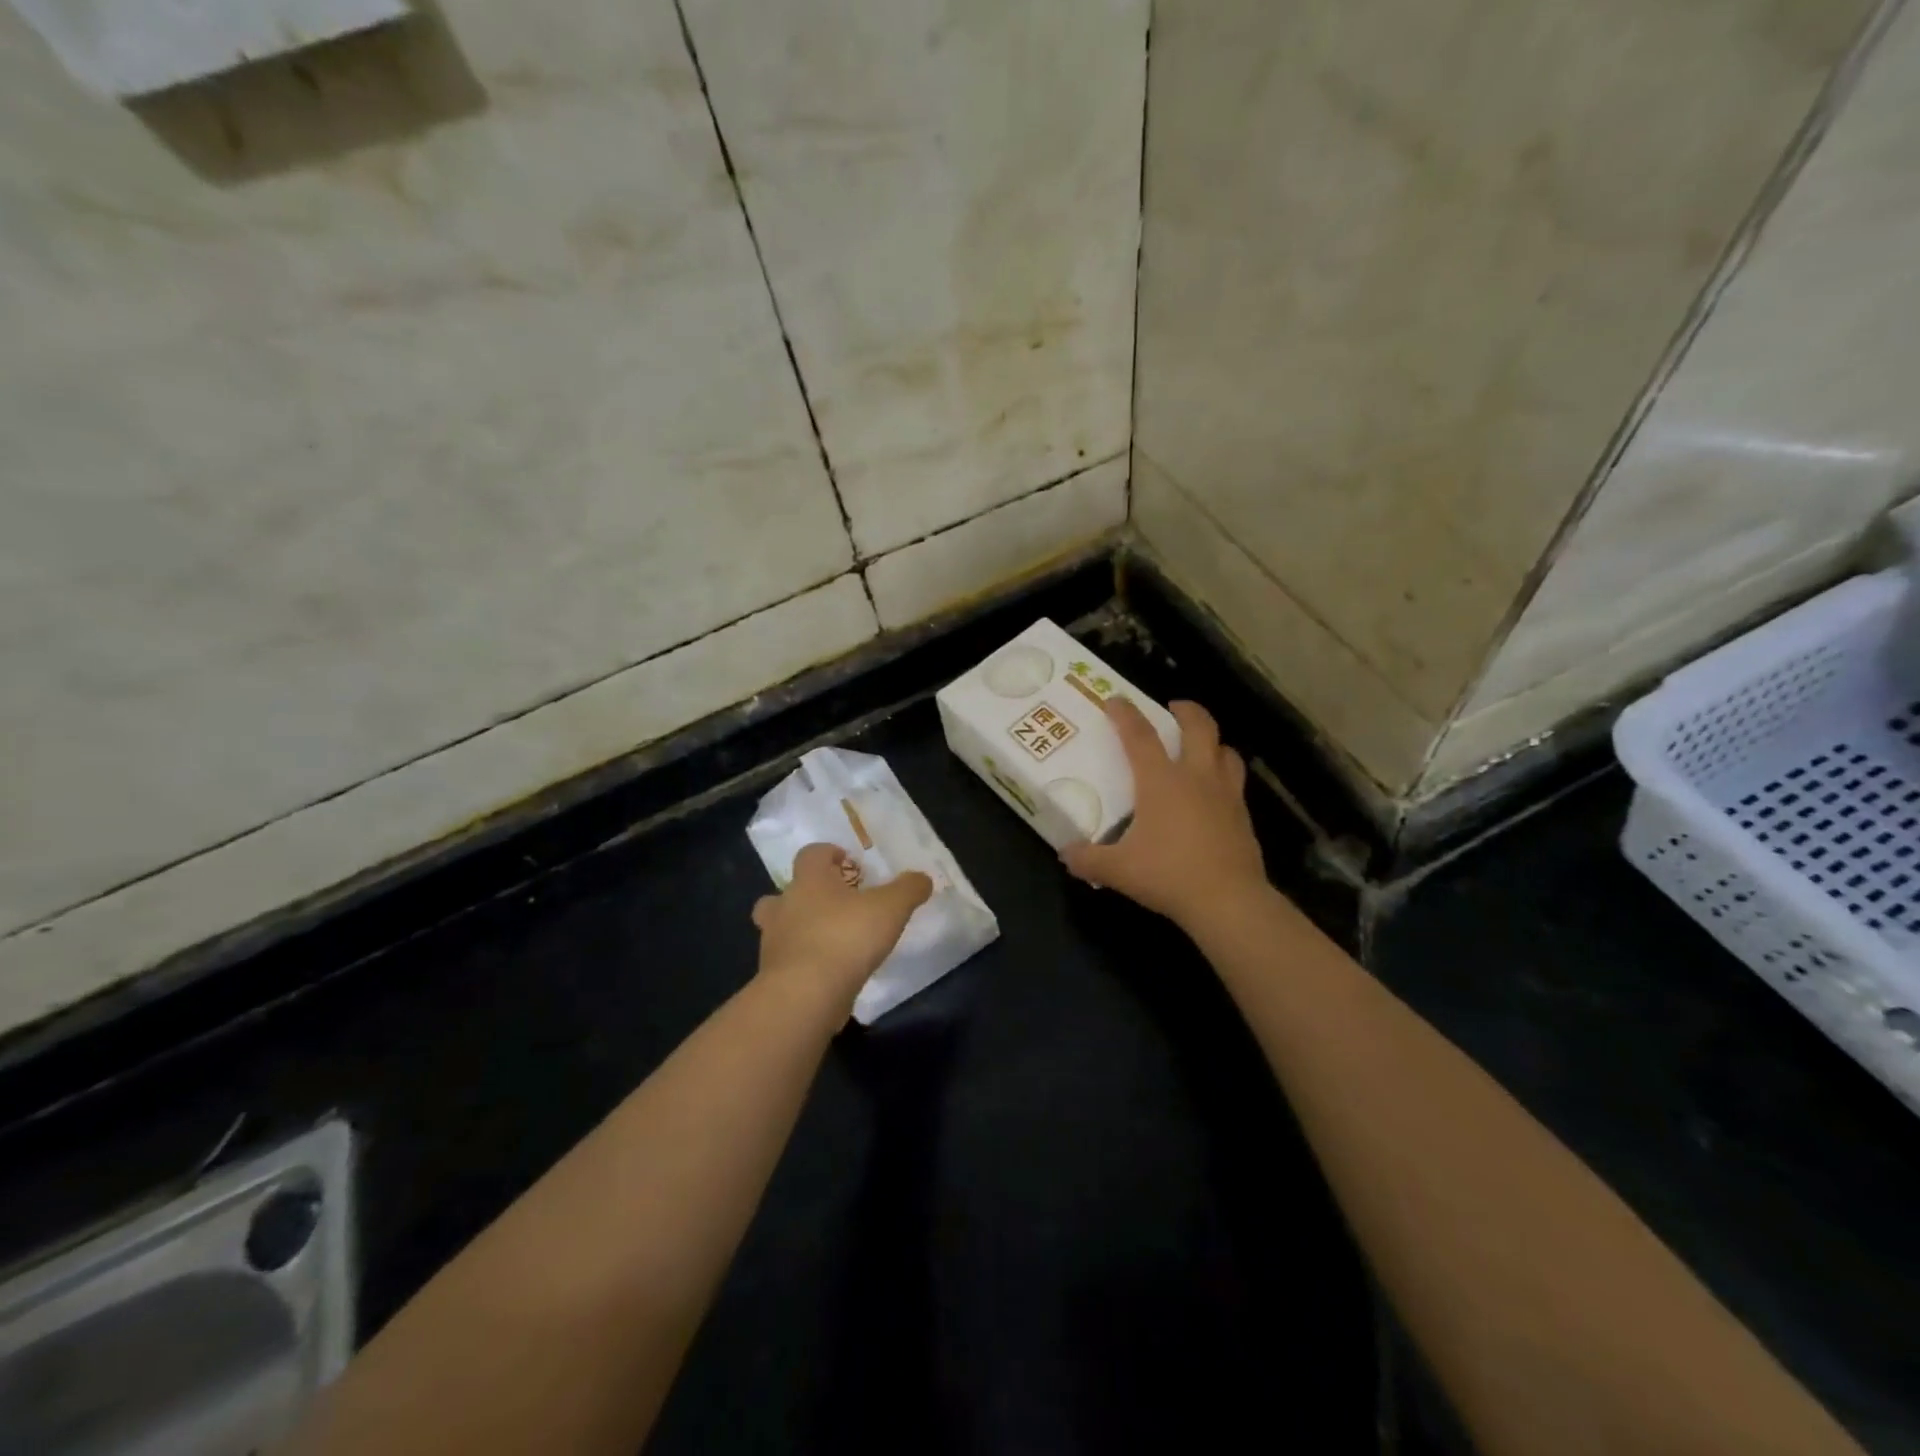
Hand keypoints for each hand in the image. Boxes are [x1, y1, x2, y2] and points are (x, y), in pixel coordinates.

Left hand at [752, 843, 932, 1003]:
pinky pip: (788, 960)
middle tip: (836, 905)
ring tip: (832, 940)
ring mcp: (774, 942)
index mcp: (809, 880)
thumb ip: (908, 889)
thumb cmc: (846, 938)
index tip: (850, 865)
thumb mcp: (891, 908)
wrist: (805, 995)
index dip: (830, 854)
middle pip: (787, 890)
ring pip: (781, 927)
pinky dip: (805, 962)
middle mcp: (785, 905)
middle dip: (808, 894)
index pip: (812, 853)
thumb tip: (922, 878)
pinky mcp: (774, 975)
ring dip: (801, 929)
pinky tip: (830, 973)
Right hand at [1061, 698, 1267, 930]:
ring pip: (1226, 750)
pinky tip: (1214, 792)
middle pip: (1199, 727)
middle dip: (1186, 710)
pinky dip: (1224, 774)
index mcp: (1161, 781)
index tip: (1116, 700)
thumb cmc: (1168, 875)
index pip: (1139, 736)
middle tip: (1173, 708)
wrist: (1227, 900)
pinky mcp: (1243, 815)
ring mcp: (1225, 794)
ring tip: (1201, 745)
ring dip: (1212, 741)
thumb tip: (1066, 854)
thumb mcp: (1117, 870)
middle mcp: (1196, 777)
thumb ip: (1088, 859)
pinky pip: (1236, 782)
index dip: (1125, 714)